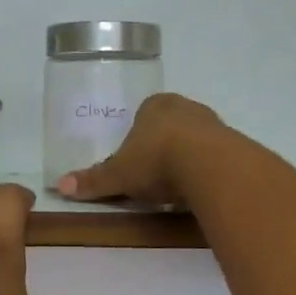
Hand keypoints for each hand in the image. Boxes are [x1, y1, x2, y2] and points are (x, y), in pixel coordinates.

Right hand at [57, 93, 226, 206]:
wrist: (210, 166)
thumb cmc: (156, 160)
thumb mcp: (119, 175)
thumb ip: (94, 180)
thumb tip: (59, 186)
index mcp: (155, 105)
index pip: (144, 114)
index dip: (138, 136)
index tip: (135, 159)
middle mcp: (185, 107)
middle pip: (170, 126)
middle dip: (163, 146)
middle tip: (153, 174)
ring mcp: (214, 123)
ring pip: (195, 140)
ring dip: (187, 158)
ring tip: (177, 187)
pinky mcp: (235, 144)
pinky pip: (215, 157)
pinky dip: (207, 170)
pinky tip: (200, 189)